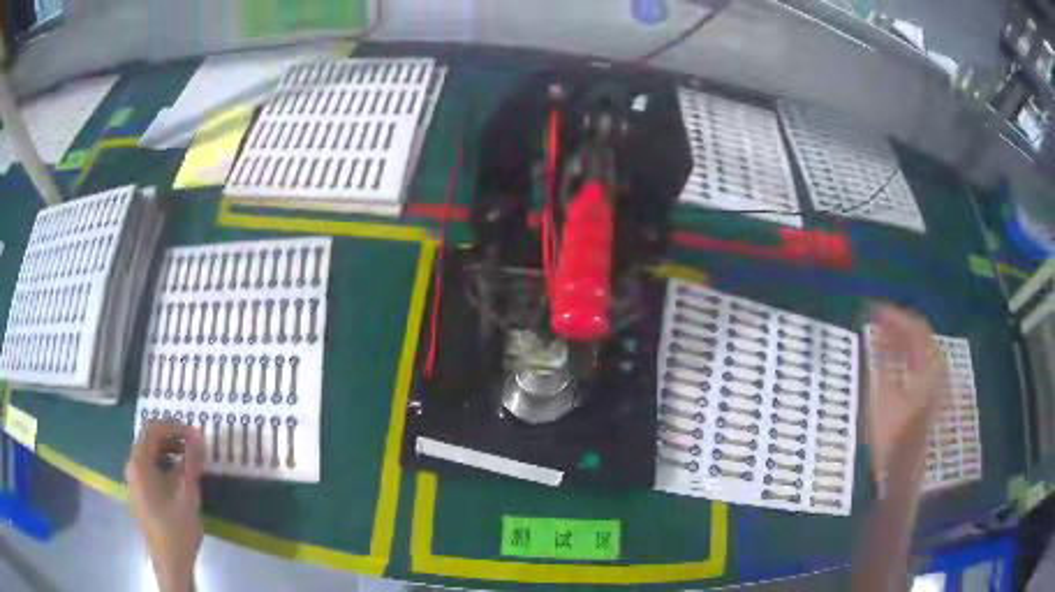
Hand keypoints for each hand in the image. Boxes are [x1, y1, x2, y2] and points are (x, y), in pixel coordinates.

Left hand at [125, 421, 204, 591]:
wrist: (170, 563)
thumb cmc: (177, 528)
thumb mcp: (188, 494)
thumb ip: (191, 462)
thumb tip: (198, 434)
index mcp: (139, 463)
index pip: (152, 429)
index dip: (174, 426)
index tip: (195, 435)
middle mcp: (131, 466)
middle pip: (148, 439)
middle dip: (172, 438)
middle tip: (194, 446)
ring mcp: (133, 481)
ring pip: (148, 454)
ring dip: (168, 451)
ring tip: (189, 461)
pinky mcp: (139, 493)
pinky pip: (149, 468)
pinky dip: (164, 465)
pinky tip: (179, 479)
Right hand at [867, 306, 945, 487]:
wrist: (898, 484)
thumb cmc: (888, 443)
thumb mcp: (881, 401)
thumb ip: (881, 363)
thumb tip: (877, 333)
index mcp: (928, 371)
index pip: (916, 330)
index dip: (895, 317)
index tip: (872, 311)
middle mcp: (936, 376)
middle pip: (922, 339)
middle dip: (899, 327)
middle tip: (875, 321)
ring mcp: (934, 390)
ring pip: (921, 353)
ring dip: (902, 341)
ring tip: (882, 337)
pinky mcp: (928, 403)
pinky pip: (920, 367)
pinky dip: (906, 358)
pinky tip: (892, 363)